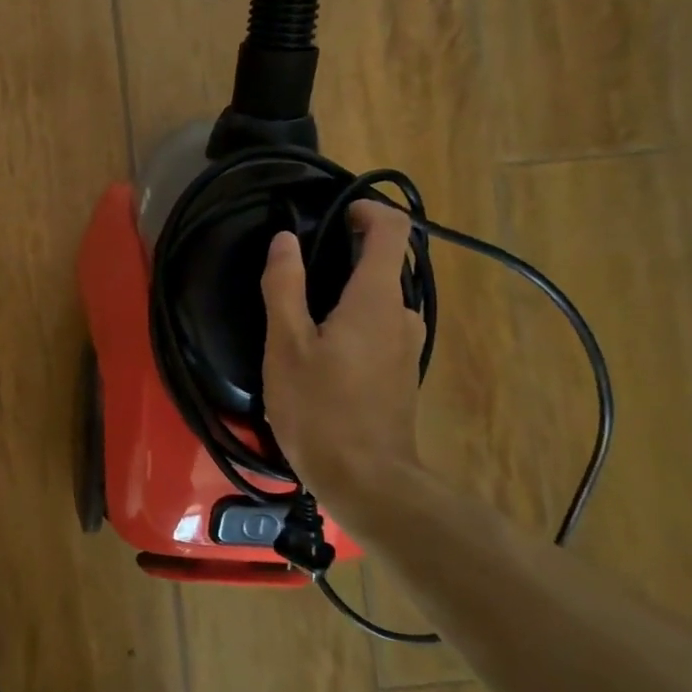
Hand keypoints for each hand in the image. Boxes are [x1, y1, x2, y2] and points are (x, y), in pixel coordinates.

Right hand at [260, 201, 425, 494]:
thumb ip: (284, 286)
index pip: (393, 231)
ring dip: (347, 291)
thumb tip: (285, 241)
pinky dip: (353, 318)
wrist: (367, 480)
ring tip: (301, 310)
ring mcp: (407, 346)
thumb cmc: (320, 408)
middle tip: (299, 267)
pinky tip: (319, 347)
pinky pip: (380, 327)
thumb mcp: (286, 345)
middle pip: (386, 264)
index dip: (367, 211)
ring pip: (380, 299)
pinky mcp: (401, 372)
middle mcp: (403, 315)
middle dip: (347, 254)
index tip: (334, 214)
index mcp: (377, 299)